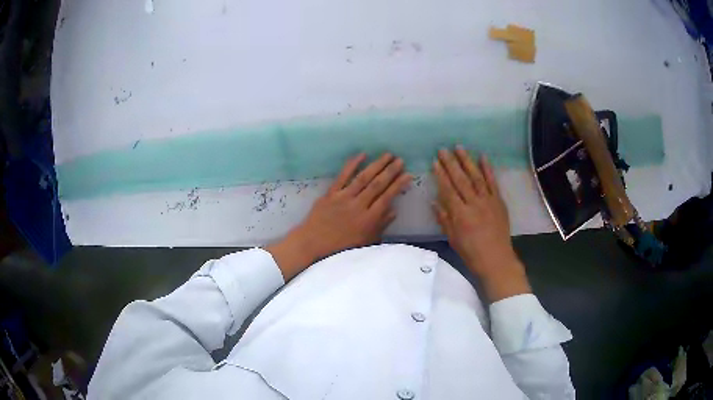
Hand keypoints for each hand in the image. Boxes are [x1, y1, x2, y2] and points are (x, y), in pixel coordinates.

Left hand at [267, 153, 411, 280]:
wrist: (312, 244)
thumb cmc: (341, 247)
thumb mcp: (365, 242)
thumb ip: (380, 226)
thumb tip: (394, 210)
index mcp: (368, 219)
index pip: (387, 198)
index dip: (398, 185)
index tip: (408, 174)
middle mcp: (358, 206)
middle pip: (377, 185)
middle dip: (390, 171)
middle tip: (400, 160)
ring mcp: (344, 198)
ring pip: (363, 178)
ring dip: (377, 165)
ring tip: (388, 155)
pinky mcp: (331, 193)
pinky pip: (343, 176)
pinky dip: (352, 164)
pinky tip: (362, 155)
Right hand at [432, 146, 530, 301]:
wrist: (496, 259)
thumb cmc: (471, 252)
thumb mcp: (453, 239)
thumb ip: (444, 219)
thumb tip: (434, 202)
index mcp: (460, 214)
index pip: (448, 190)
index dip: (441, 175)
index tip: (435, 162)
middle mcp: (474, 204)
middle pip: (460, 180)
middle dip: (451, 163)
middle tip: (443, 149)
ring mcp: (488, 201)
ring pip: (476, 177)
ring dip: (467, 161)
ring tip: (459, 148)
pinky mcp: (499, 202)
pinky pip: (493, 183)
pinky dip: (488, 169)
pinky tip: (483, 157)